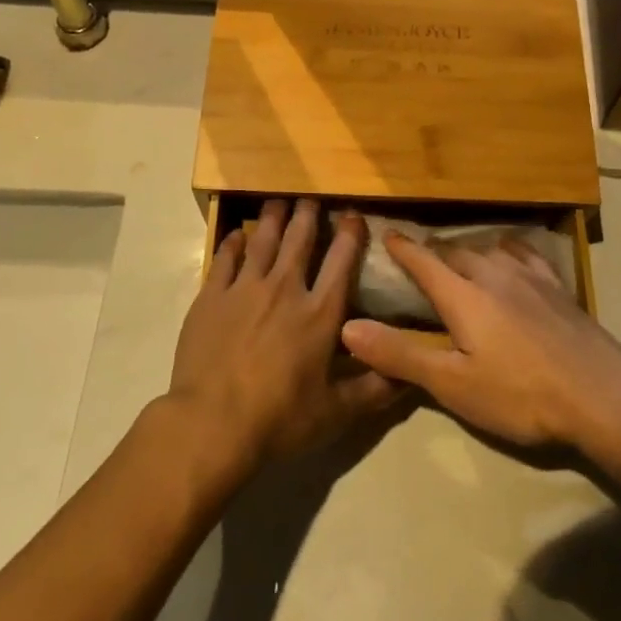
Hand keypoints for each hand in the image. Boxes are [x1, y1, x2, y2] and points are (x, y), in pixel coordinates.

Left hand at [169, 199, 404, 475]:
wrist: (211, 423)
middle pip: (299, 240)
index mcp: (319, 313)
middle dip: (308, 214)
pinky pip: (224, 259)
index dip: (350, 234)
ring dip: (273, 218)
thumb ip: (375, 390)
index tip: (352, 215)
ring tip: (278, 201)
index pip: (341, 261)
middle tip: (310, 197)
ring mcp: (244, 289)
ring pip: (262, 241)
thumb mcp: (337, 413)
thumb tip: (409, 374)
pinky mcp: (210, 297)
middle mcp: (285, 289)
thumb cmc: (279, 419)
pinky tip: (238, 235)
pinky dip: (233, 243)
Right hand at [339, 233, 620, 471]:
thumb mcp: (453, 384)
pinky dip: (510, 250)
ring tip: (461, 257)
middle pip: (456, 253)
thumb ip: (400, 355)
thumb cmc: (521, 394)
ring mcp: (531, 278)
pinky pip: (527, 255)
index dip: (403, 249)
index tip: (387, 235)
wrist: (602, 394)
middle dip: (434, 252)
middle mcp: (494, 275)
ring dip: (469, 250)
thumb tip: (348, 328)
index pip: (424, 263)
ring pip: (490, 249)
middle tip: (421, 258)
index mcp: (464, 296)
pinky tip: (515, 257)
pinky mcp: (559, 288)